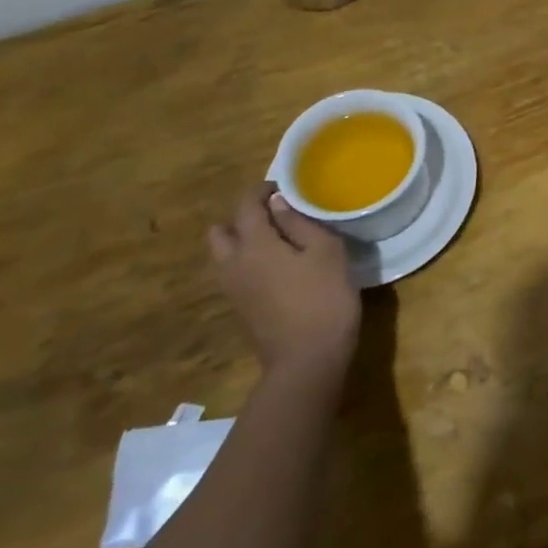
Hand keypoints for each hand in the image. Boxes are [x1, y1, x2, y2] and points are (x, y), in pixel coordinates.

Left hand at [209, 185, 360, 383]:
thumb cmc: (323, 298)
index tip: (286, 186)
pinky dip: (249, 260)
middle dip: (244, 216)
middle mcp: (233, 264)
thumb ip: (300, 223)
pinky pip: (235, 272)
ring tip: (280, 239)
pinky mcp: (242, 308)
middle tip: (277, 214)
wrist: (307, 361)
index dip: (262, 190)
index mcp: (253, 245)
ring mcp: (233, 290)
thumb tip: (279, 204)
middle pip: (222, 230)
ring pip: (225, 254)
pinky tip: (280, 266)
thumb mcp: (325, 252)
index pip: (245, 205)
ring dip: (244, 240)